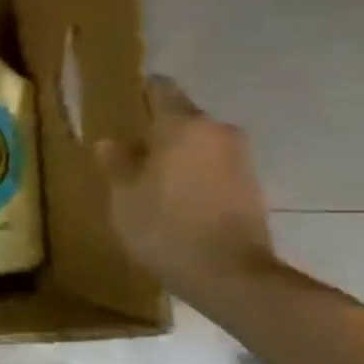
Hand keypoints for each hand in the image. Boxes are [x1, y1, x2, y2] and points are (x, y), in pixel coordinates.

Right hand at [95, 76, 276, 300]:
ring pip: (199, 145)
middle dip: (158, 131)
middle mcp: (217, 132)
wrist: (229, 274)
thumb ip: (116, 162)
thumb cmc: (164, 225)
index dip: (140, 92)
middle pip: (182, 119)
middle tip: (129, 150)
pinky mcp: (250, 187)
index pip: (161, 89)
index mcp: (183, 125)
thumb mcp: (123, 194)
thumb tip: (112, 142)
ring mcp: (240, 159)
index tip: (123, 100)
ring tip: (150, 179)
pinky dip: (194, 177)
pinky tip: (175, 200)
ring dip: (178, 156)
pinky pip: (213, 169)